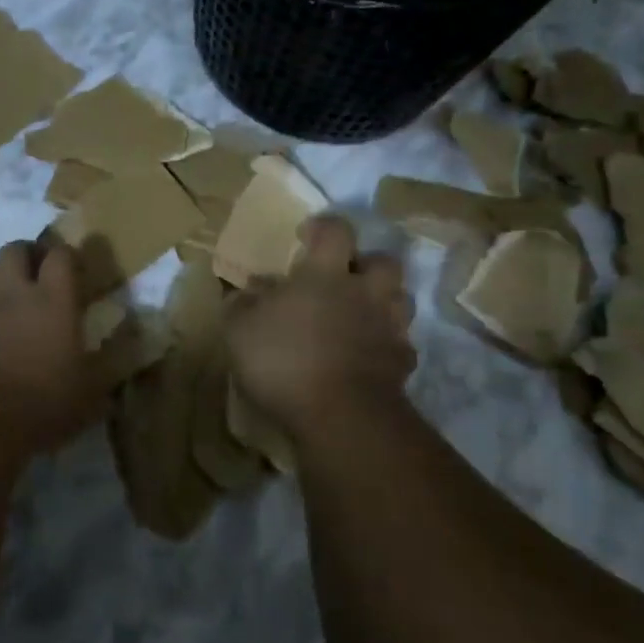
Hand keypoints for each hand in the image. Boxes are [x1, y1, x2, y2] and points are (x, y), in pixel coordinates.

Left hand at [0, 240, 102, 450]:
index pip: (60, 256)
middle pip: (14, 250)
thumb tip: (131, 348)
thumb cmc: (40, 404)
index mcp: (53, 301)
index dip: (67, 255)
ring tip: (9, 296)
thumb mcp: (90, 394)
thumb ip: (108, 366)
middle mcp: (14, 295)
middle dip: (27, 254)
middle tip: (38, 273)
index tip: (75, 268)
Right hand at [225, 215, 415, 436]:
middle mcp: (364, 293)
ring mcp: (389, 327)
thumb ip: (242, 304)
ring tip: (360, 315)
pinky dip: (387, 345)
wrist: (342, 415)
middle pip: (383, 261)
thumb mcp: (240, 331)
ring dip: (383, 302)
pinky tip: (369, 356)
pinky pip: (400, 344)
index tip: (308, 234)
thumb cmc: (285, 361)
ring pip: (400, 300)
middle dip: (366, 263)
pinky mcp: (402, 363)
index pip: (335, 231)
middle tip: (344, 278)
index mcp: (325, 275)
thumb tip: (249, 289)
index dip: (324, 227)